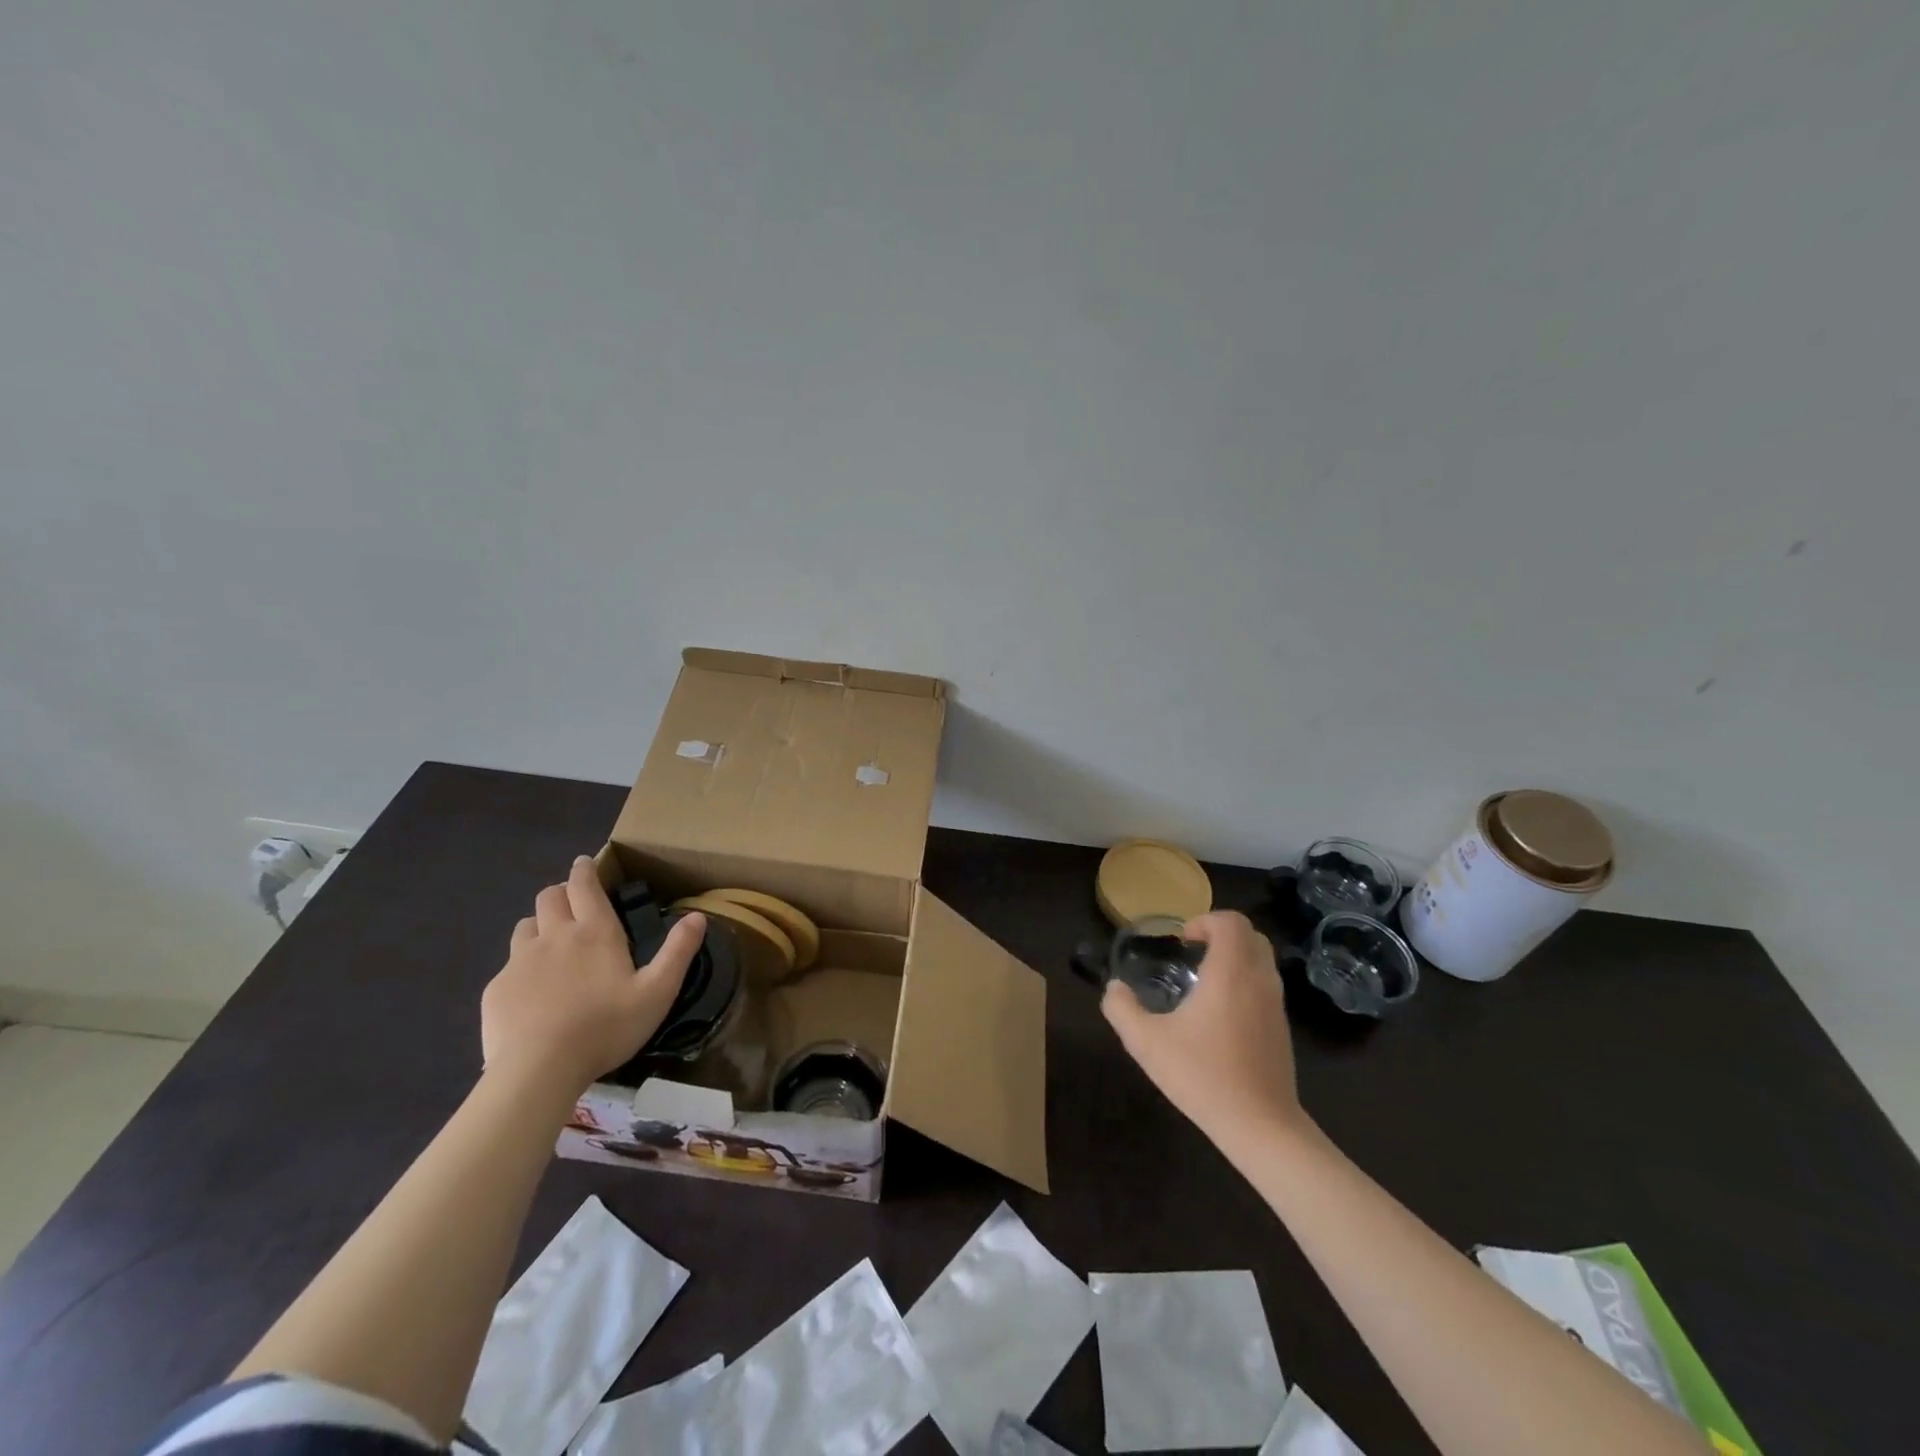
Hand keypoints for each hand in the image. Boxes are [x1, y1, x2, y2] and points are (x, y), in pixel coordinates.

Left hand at [481, 857, 705, 1094]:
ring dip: (539, 925)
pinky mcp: (496, 989)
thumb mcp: (657, 992)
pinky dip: (522, 967)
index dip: (584, 870)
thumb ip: (678, 952)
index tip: (584, 863)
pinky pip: (509, 965)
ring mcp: (520, 961)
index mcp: (595, 932)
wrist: (538, 1070)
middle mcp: (555, 936)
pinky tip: (532, 991)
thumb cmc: (606, 1028)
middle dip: (561, 892)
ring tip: (550, 944)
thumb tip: (698, 916)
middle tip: (572, 904)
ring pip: (526, 926)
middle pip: (549, 897)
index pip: (584, 885)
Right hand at [1102, 910, 1304, 1145]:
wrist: (1261, 1126)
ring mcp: (1276, 1004)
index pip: (1231, 921)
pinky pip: (1266, 985)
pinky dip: (1245, 981)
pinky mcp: (1282, 1028)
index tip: (1183, 942)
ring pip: (1262, 960)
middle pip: (1251, 935)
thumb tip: (1114, 987)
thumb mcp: (1146, 1043)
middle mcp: (1259, 980)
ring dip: (1235, 957)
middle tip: (1192, 953)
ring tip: (1204, 981)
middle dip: (1221, 934)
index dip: (1205, 921)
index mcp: (1230, 972)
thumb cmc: (1203, 1076)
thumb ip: (1122, 1009)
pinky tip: (1220, 1014)